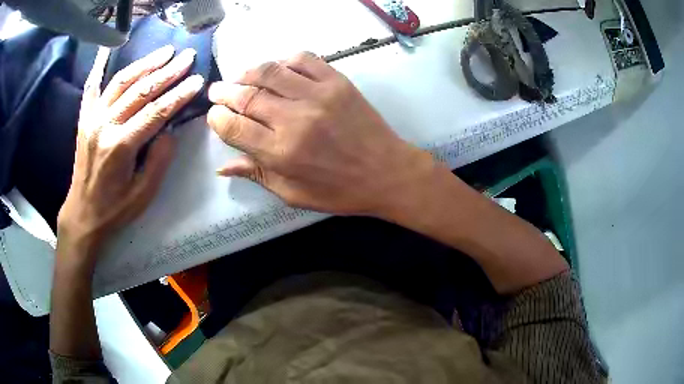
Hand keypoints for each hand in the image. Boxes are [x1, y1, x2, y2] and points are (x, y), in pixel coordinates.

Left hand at [57, 46, 203, 263]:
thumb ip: (159, 159)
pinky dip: (101, 68)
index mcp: (120, 147)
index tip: (197, 80)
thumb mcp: (143, 194)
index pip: (155, 112)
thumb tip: (169, 128)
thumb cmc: (114, 209)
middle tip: (187, 57)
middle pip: (140, 90)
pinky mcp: (85, 119)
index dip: (178, 95)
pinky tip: (109, 51)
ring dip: (145, 64)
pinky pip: (93, 89)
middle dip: (167, 72)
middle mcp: (104, 126)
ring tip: (165, 51)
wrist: (83, 213)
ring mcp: (92, 119)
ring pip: (121, 82)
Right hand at [207, 52, 434, 215]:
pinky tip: (278, 69)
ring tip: (240, 77)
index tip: (213, 114)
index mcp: (282, 153)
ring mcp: (318, 95)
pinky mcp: (337, 81)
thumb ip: (257, 175)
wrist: (387, 172)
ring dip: (248, 72)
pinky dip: (284, 60)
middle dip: (225, 92)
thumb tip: (223, 165)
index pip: (235, 128)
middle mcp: (295, 119)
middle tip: (217, 90)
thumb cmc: (340, 191)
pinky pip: (304, 59)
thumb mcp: (294, 194)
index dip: (217, 118)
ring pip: (271, 71)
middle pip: (247, 96)